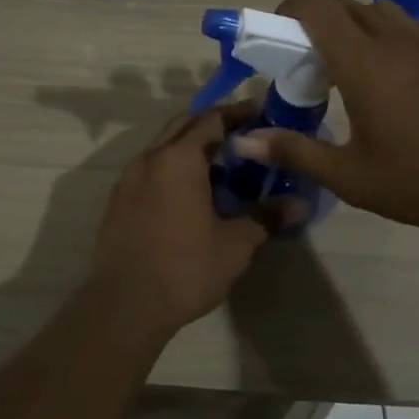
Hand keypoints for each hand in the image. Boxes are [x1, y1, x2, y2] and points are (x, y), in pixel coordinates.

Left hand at [86, 101, 299, 339]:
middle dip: (212, 125)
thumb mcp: (235, 244)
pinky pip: (149, 170)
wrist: (124, 305)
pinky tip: (189, 195)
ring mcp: (128, 179)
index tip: (261, 112)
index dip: (238, 113)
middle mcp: (150, 158)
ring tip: (220, 167)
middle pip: (183, 125)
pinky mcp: (118, 201)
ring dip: (190, 148)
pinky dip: (171, 169)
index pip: (212, 119)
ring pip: (163, 147)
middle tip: (243, 138)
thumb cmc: (185, 268)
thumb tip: (301, 205)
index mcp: (179, 158)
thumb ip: (266, 217)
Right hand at [227, 0, 418, 245]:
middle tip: (310, 66)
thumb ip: (294, 151)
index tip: (278, 38)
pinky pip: (414, 23)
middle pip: (343, 5)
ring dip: (356, 26)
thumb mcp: (350, 177)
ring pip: (379, 10)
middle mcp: (393, 38)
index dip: (289, 8)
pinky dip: (394, 33)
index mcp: (362, 62)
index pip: (316, 4)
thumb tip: (242, 140)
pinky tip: (399, 69)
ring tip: (354, 67)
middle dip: (317, 25)